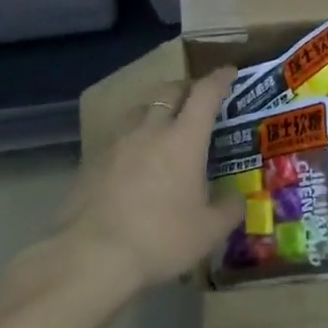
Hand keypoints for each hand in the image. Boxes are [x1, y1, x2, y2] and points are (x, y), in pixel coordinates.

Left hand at [58, 67, 245, 291]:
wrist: (91, 255)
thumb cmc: (160, 238)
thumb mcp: (209, 231)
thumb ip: (229, 208)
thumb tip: (236, 197)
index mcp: (184, 138)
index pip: (205, 94)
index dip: (220, 79)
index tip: (229, 72)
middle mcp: (150, 130)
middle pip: (169, 92)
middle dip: (186, 88)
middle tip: (197, 98)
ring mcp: (117, 142)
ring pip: (140, 110)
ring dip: (156, 109)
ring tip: (164, 125)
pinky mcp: (92, 160)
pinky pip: (119, 136)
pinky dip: (134, 137)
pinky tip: (135, 159)